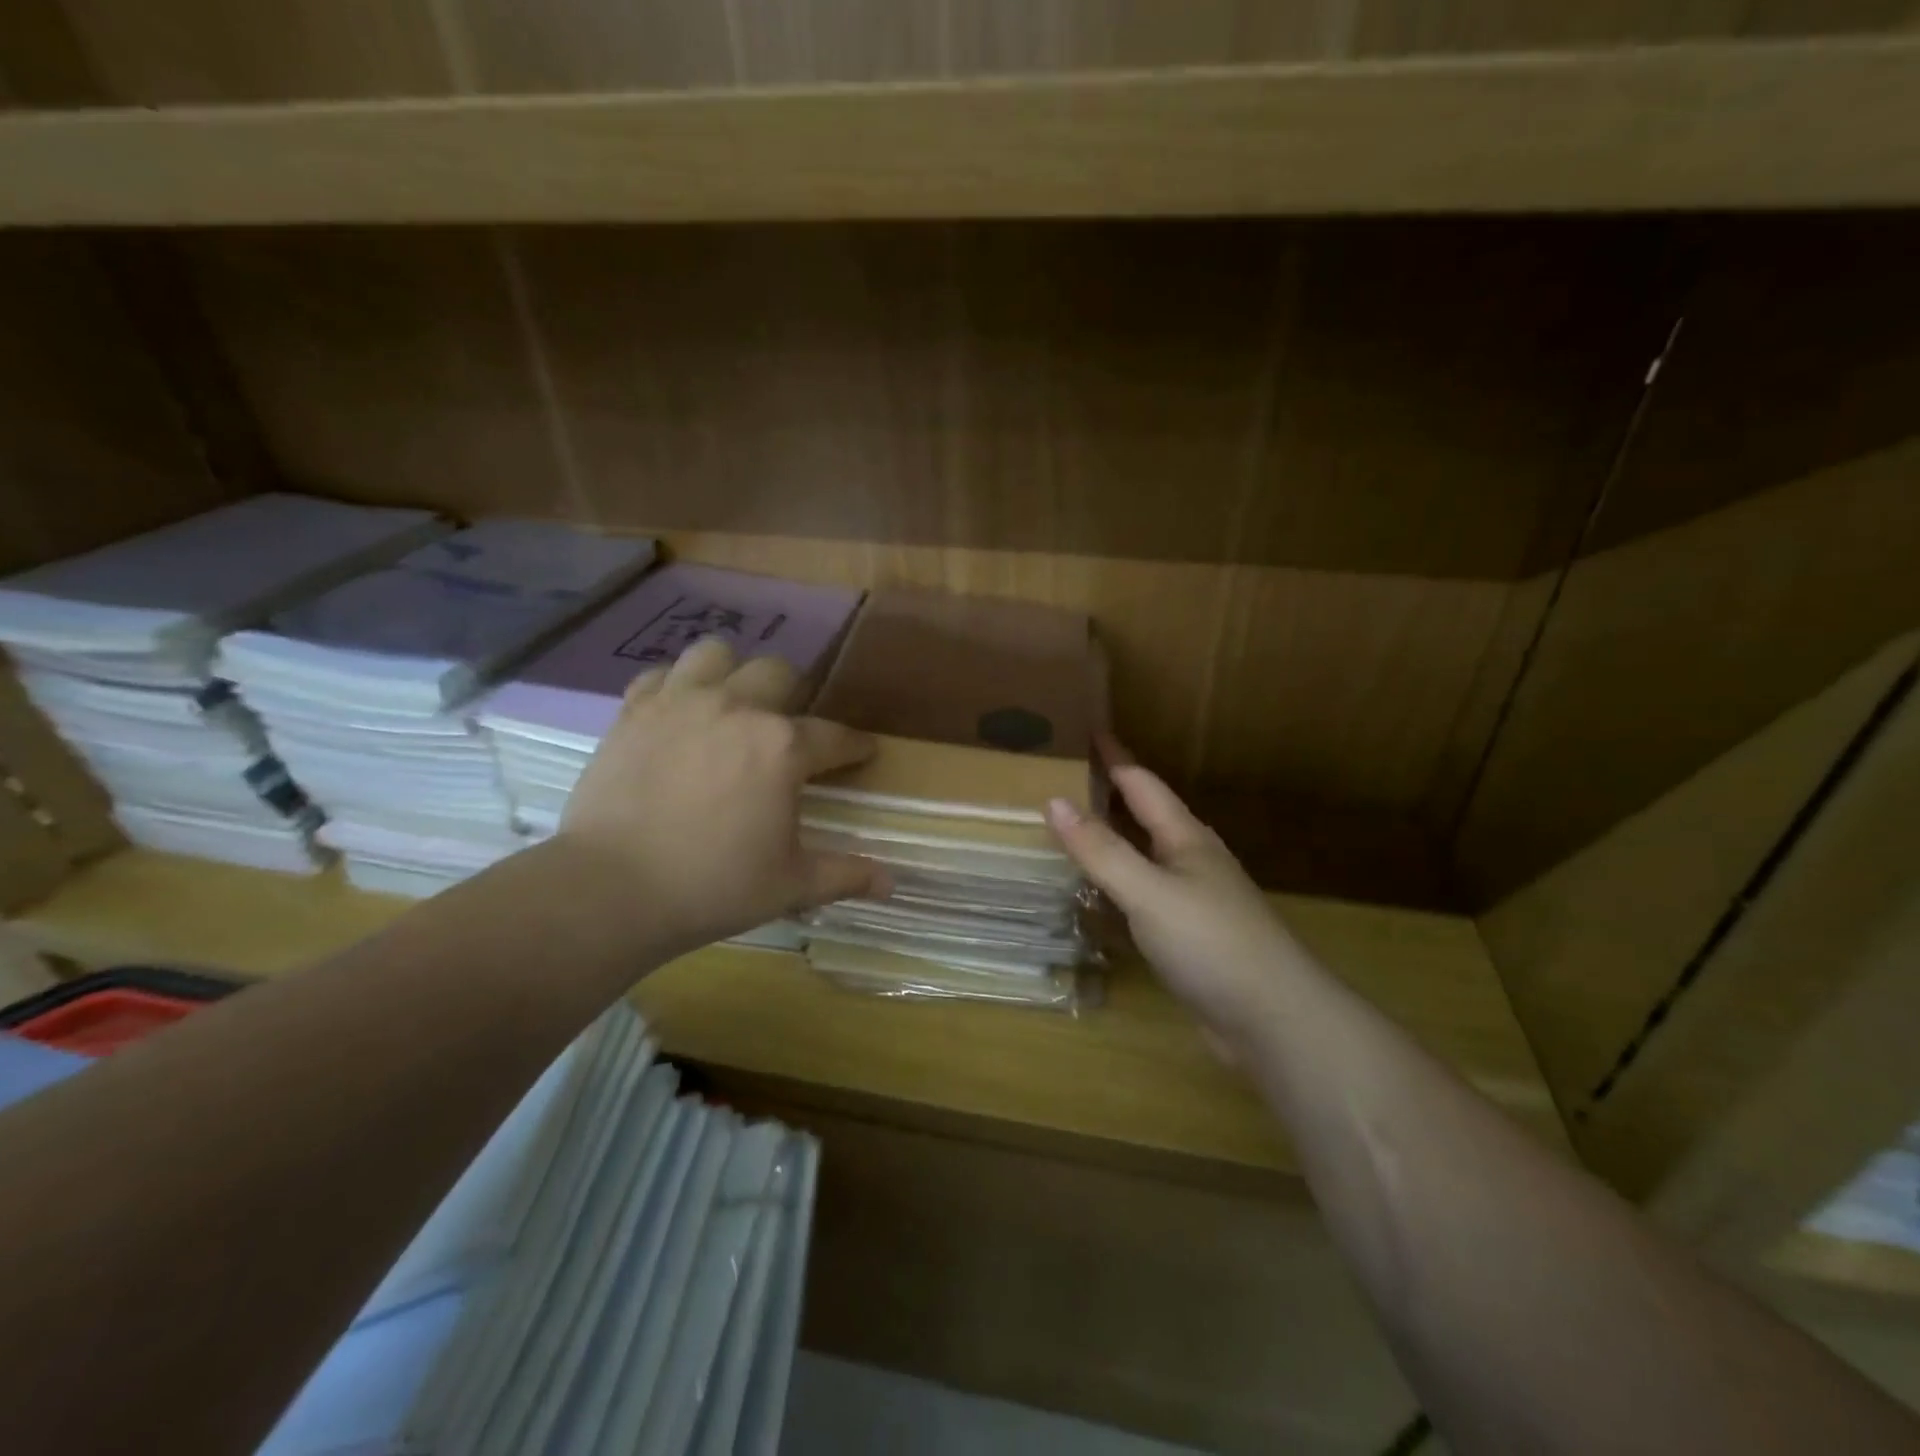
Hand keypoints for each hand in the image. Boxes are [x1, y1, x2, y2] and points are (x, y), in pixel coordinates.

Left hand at [555, 637, 888, 954]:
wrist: (611, 890)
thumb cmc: (714, 887)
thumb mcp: (791, 886)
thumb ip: (845, 876)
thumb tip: (892, 883)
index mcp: (783, 747)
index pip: (835, 737)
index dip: (855, 746)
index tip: (864, 752)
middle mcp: (737, 708)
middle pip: (779, 674)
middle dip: (794, 697)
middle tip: (788, 731)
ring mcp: (680, 703)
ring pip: (716, 654)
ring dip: (732, 673)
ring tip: (731, 704)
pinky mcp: (634, 712)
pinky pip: (660, 677)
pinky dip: (675, 687)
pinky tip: (678, 714)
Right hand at [1046, 764, 1306, 1050]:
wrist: (1273, 1019)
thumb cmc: (1211, 942)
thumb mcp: (1149, 891)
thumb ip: (1101, 850)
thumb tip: (1054, 801)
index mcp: (1184, 839)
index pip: (1142, 785)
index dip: (1114, 757)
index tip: (1087, 730)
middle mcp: (1189, 862)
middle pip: (1143, 818)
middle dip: (1108, 797)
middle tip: (1063, 781)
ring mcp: (1191, 902)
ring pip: (1141, 860)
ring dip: (1109, 844)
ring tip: (1068, 834)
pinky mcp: (1187, 939)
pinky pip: (1140, 900)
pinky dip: (1113, 891)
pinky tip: (1092, 900)